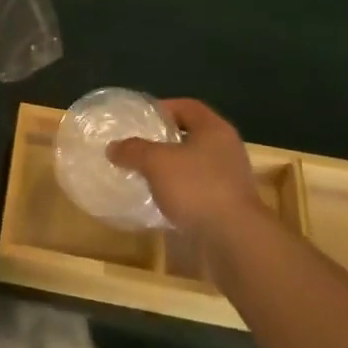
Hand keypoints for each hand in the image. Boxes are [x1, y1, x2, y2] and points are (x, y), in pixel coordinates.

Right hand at [108, 99, 265, 242]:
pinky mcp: (230, 207)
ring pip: (196, 165)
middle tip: (141, 146)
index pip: (187, 106)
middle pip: (192, 135)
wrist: (235, 241)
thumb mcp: (156, 163)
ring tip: (148, 175)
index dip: (163, 108)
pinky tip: (164, 202)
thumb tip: (113, 147)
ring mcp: (231, 180)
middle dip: (166, 140)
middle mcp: (227, 149)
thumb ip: (134, 150)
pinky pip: (201, 190)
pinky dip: (183, 193)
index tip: (141, 119)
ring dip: (174, 169)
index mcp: (214, 129)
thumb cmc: (197, 188)